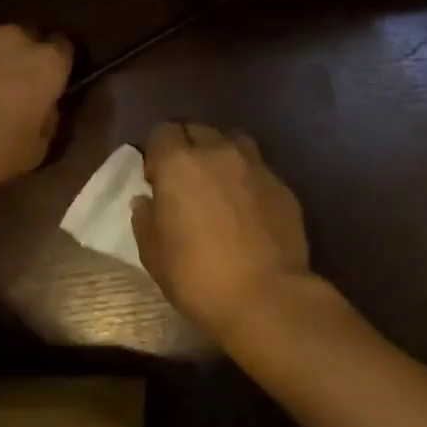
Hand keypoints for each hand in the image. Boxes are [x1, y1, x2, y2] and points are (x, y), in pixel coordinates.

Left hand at [0, 26, 71, 187]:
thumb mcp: (34, 151)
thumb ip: (47, 124)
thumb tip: (46, 111)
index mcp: (47, 63)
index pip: (65, 49)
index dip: (58, 67)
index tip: (50, 86)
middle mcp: (14, 38)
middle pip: (26, 39)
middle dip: (22, 59)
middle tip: (11, 90)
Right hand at [131, 121, 317, 345]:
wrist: (266, 296)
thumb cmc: (198, 276)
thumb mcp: (154, 254)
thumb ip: (145, 219)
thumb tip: (146, 200)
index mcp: (179, 163)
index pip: (162, 131)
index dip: (157, 151)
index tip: (156, 178)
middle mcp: (218, 152)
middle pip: (198, 129)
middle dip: (188, 147)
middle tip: (186, 180)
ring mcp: (254, 165)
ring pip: (232, 141)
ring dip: (220, 154)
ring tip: (218, 184)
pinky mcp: (281, 184)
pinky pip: (257, 168)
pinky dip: (247, 177)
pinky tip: (247, 206)